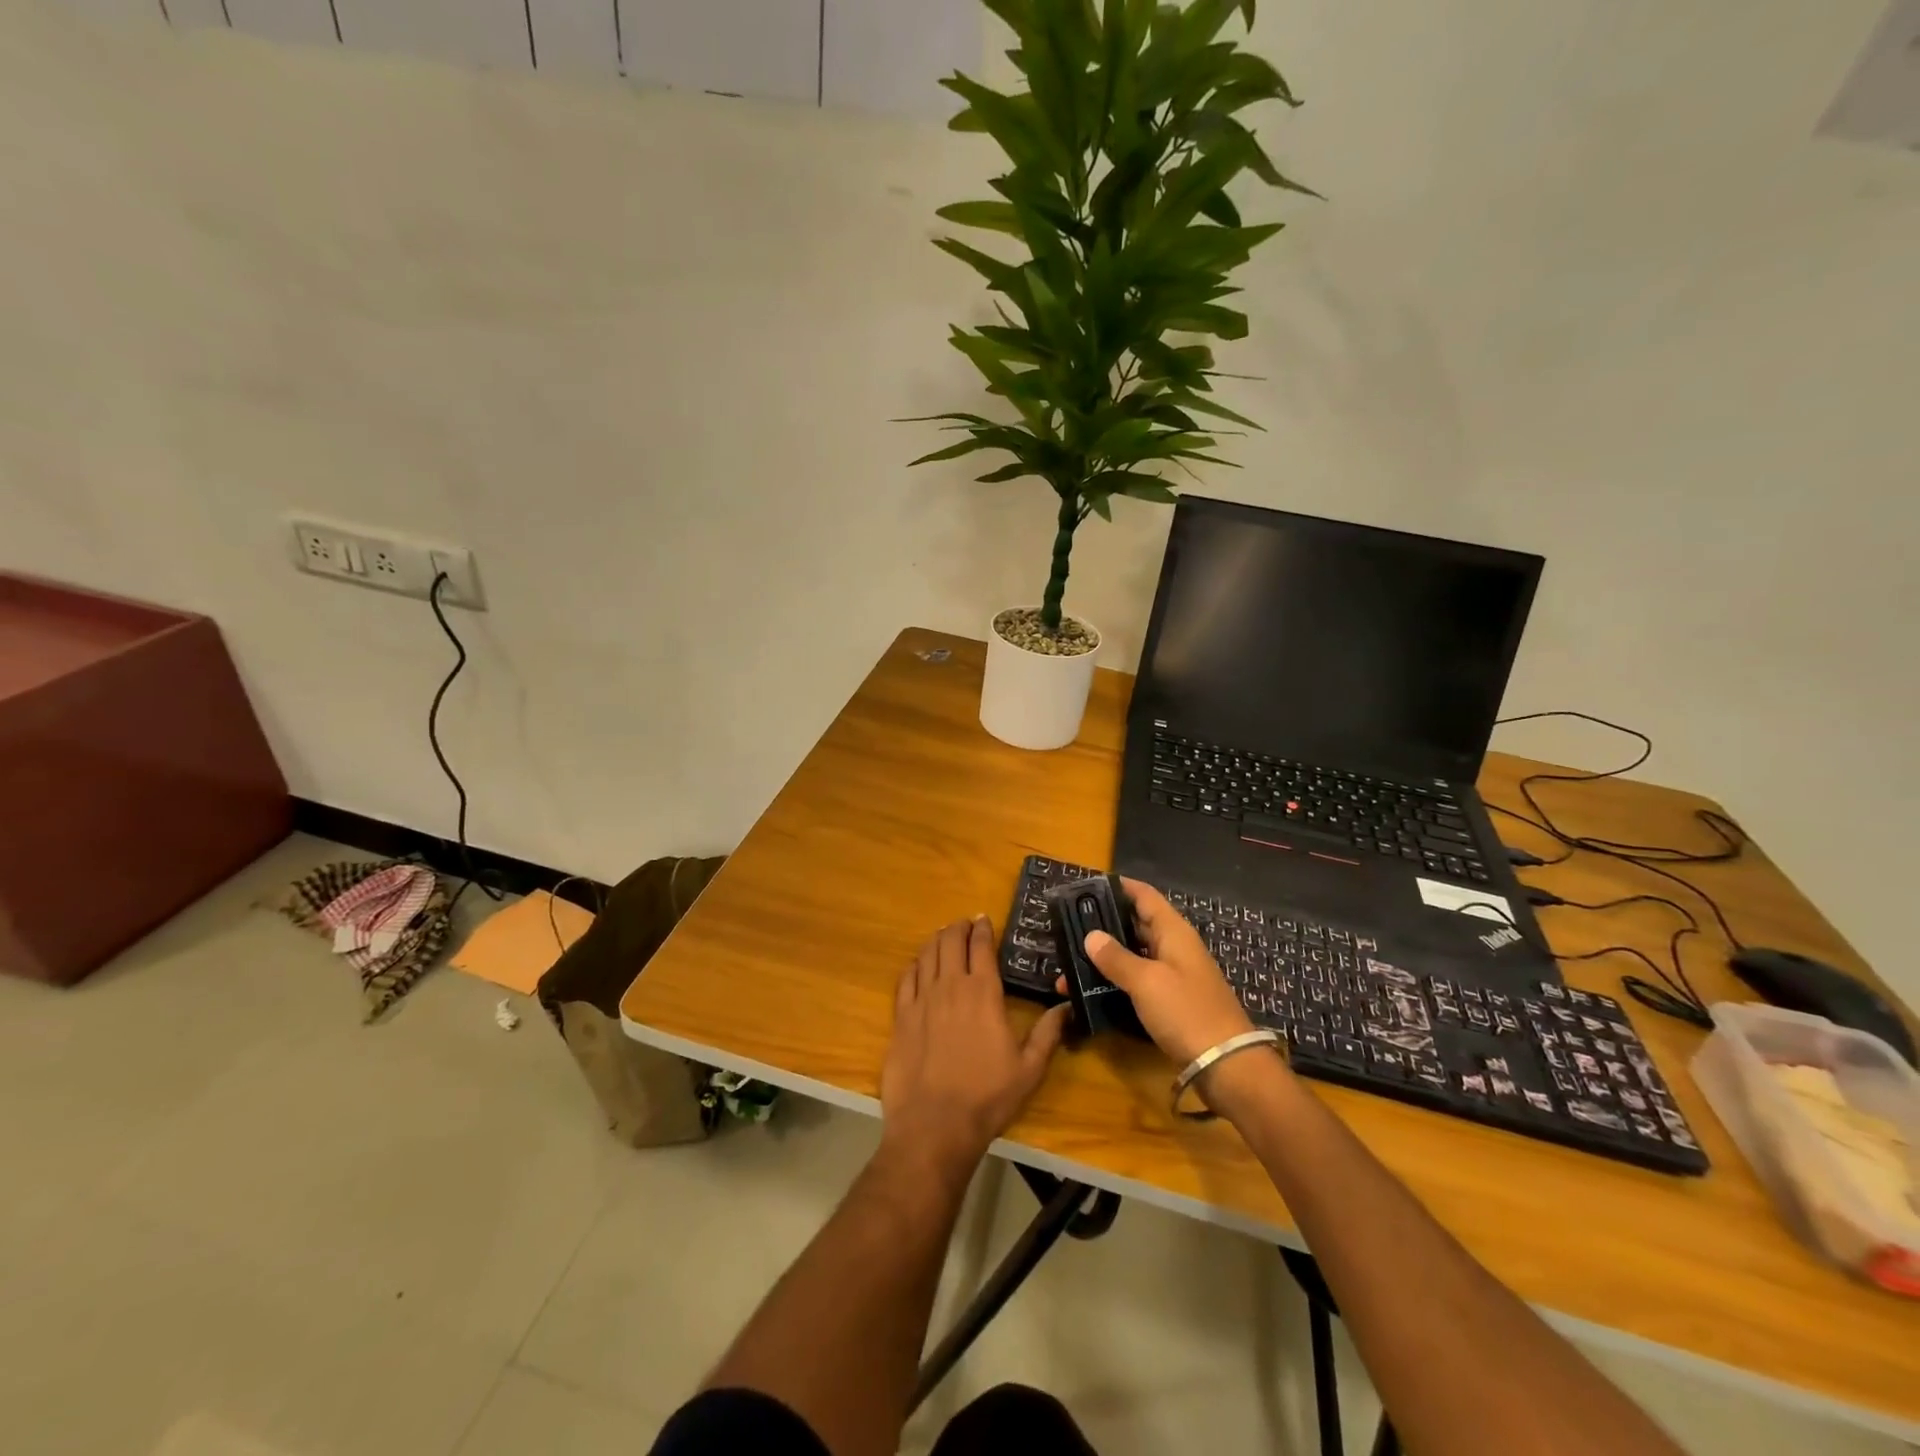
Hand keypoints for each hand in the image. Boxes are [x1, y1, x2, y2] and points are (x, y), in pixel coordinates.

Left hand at [881, 917, 1070, 1178]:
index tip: (984, 919)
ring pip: (927, 954)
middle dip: (958, 928)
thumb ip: (1048, 1033)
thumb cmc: (987, 1097)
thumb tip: (1067, 1006)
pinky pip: (905, 978)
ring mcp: (922, 999)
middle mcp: (951, 986)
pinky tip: (918, 965)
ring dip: (937, 940)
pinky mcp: (900, 1016)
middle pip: (951, 942)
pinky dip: (914, 964)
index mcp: (983, 993)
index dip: (983, 929)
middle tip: (964, 925)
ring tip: (943, 936)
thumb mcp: (1029, 1069)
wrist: (934, 1125)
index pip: (981, 947)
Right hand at [1073, 878, 1255, 1067]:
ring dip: (1105, 958)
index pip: (1144, 896)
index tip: (1087, 887)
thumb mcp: (1147, 982)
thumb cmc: (1186, 1012)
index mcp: (1173, 932)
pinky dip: (1115, 981)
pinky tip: (1090, 991)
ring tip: (1070, 962)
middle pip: (1136, 925)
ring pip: (1134, 955)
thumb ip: (1117, 958)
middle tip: (1068, 926)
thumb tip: (1091, 936)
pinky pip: (1137, 981)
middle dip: (1104, 924)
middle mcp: (1174, 947)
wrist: (1227, 1065)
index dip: (1119, 887)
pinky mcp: (1170, 1002)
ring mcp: (1173, 975)